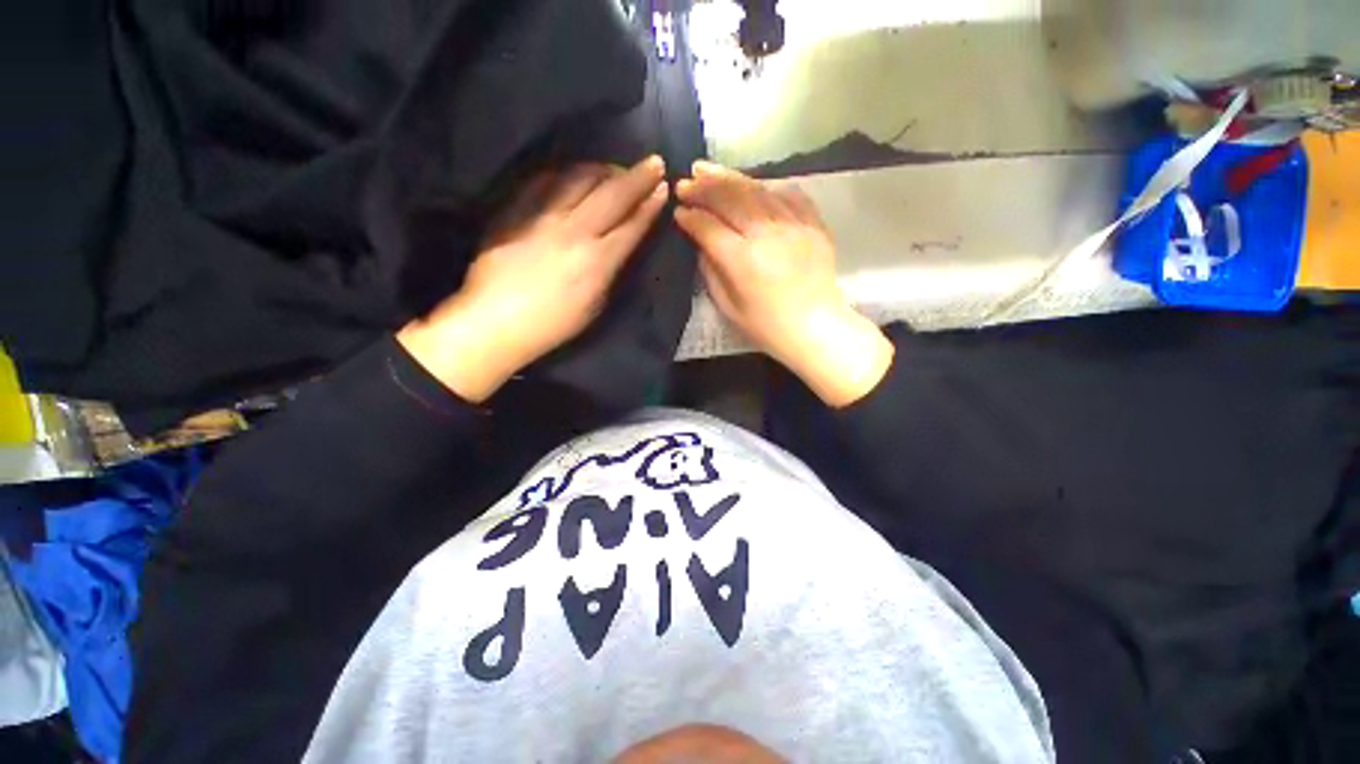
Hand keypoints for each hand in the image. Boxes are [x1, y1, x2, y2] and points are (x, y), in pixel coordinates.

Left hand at [399, 157, 668, 402]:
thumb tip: (618, 245)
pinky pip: (544, 180)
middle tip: (653, 163)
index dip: (650, 205)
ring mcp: (543, 216)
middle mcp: (574, 231)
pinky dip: (565, 173)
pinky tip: (573, 173)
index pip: (631, 225)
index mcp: (597, 261)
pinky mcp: (517, 210)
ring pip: (579, 179)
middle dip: (638, 176)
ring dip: (603, 169)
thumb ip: (609, 270)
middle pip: (612, 195)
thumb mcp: (595, 305)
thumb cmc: (554, 324)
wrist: (496, 321)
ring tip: (614, 168)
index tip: (663, 188)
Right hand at [676, 161, 892, 406]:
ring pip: (755, 189)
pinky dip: (765, 186)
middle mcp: (767, 234)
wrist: (815, 326)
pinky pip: (786, 192)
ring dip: (728, 178)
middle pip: (730, 198)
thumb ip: (711, 272)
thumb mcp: (728, 307)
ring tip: (708, 170)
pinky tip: (751, 185)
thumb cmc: (766, 326)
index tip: (678, 212)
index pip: (709, 227)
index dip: (690, 217)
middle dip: (703, 188)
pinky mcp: (812, 222)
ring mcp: (793, 224)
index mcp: (743, 260)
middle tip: (686, 182)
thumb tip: (701, 243)